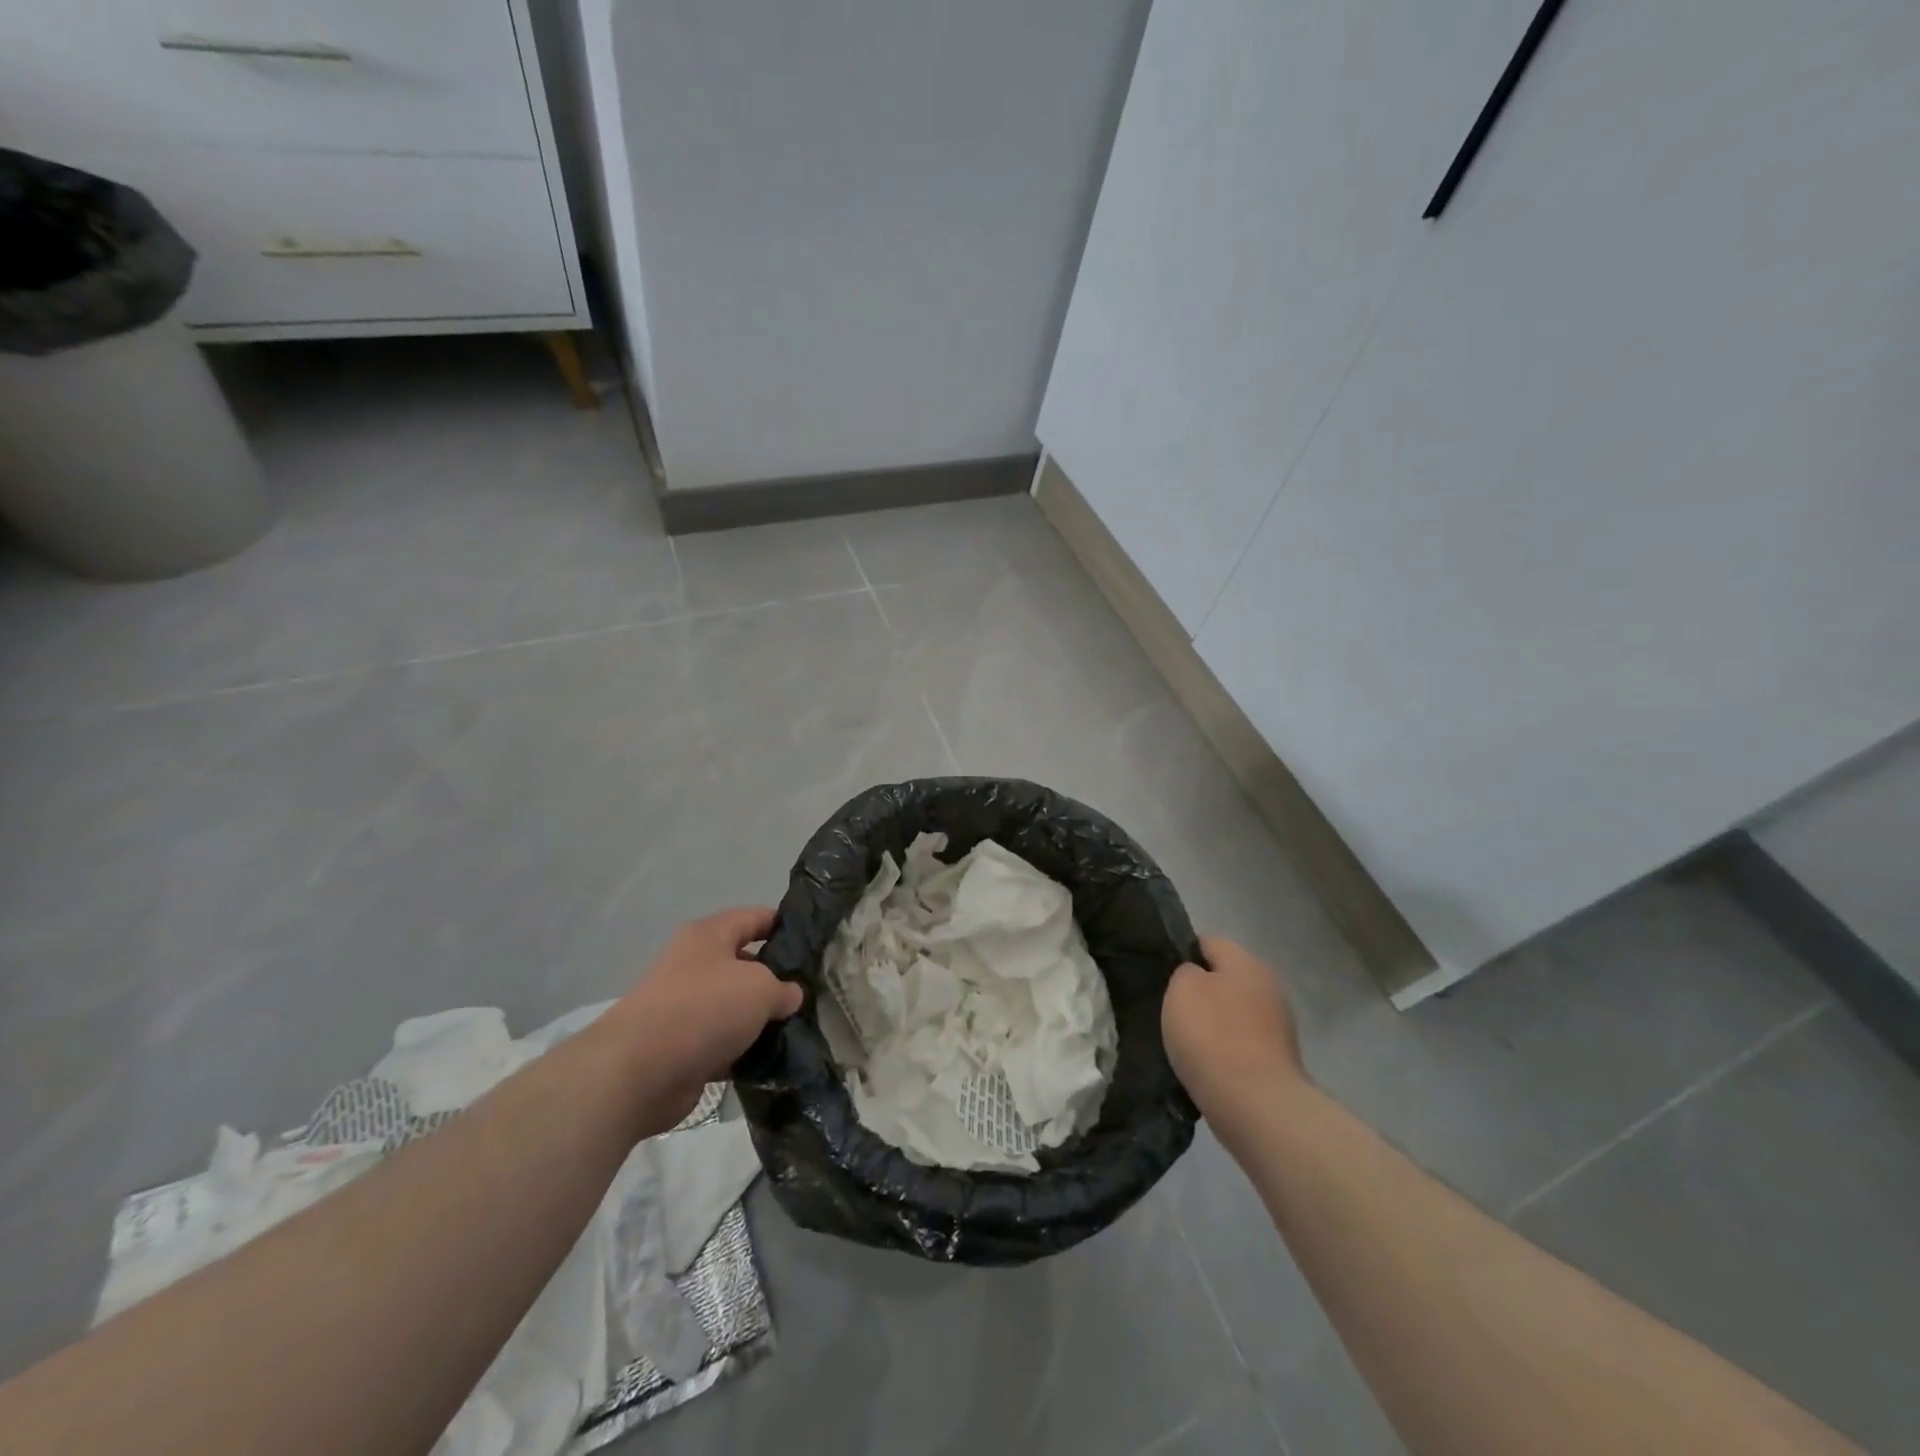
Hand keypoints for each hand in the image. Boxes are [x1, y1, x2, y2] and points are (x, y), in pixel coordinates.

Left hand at [612, 907, 804, 1127]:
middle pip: (745, 963)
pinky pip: (723, 1041)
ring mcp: (685, 1006)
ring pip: (735, 1006)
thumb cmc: (705, 1008)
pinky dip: (743, 1049)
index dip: (785, 926)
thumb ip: (784, 988)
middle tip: (810, 992)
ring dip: (761, 1018)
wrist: (641, 1071)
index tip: (814, 943)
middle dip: (776, 977)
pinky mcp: (682, 1046)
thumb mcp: (761, 987)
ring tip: (798, 1028)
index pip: (755, 917)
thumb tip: (790, 996)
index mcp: (709, 935)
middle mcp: (694, 964)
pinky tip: (772, 1058)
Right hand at [1161, 936, 1306, 1119]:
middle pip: (1224, 979)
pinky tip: (1204, 1065)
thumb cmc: (1213, 1036)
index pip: (1208, 942)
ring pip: (1232, 1013)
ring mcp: (1278, 1027)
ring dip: (1211, 1024)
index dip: (1181, 953)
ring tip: (1183, 1042)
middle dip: (1199, 991)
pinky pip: (1240, 1045)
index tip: (1160, 974)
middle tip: (1169, 1009)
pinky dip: (1223, 1052)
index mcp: (1247, 963)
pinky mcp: (1277, 1062)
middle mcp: (1269, 988)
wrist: (1256, 1106)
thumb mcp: (1182, 988)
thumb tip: (1196, 978)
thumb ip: (1185, 972)